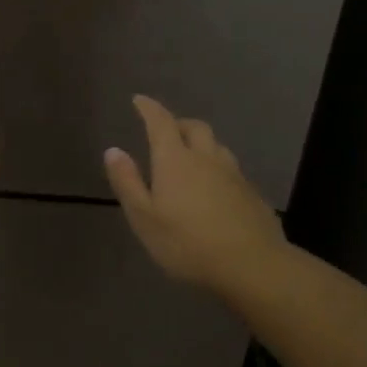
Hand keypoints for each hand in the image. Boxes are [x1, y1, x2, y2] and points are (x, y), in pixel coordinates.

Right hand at [103, 96, 287, 294]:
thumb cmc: (188, 243)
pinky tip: (215, 188)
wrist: (253, 266)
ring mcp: (234, 175)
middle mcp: (206, 158)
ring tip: (191, 157)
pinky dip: (217, 168)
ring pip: (217, 146)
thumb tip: (113, 150)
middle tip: (166, 132)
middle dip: (178, 123)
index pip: (161, 122)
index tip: (139, 100)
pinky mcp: (252, 194)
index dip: (149, 108)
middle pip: (195, 127)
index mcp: (176, 160)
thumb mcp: (145, 218)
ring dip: (201, 144)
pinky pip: (231, 169)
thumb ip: (128, 182)